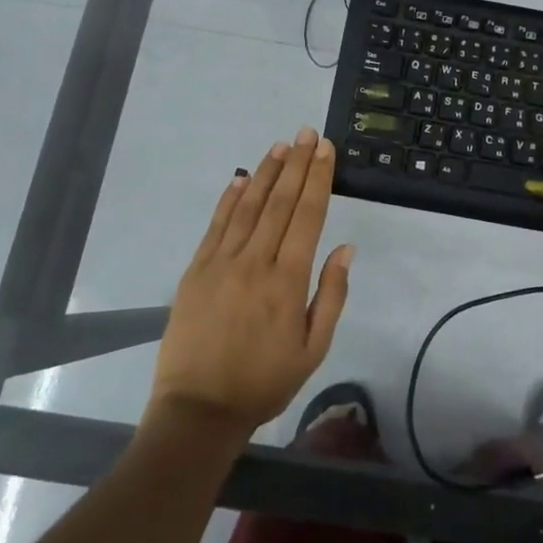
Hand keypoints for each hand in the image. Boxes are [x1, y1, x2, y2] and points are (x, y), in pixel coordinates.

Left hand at [148, 128, 352, 442]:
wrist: (198, 409)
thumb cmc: (264, 382)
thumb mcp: (313, 349)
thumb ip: (331, 295)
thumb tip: (345, 248)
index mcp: (287, 280)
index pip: (307, 216)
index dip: (318, 178)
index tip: (325, 149)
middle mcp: (255, 261)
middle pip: (279, 201)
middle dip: (296, 164)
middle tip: (306, 133)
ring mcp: (221, 262)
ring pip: (248, 206)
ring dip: (265, 173)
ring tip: (280, 146)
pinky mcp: (196, 270)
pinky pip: (216, 225)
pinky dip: (230, 198)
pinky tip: (240, 178)